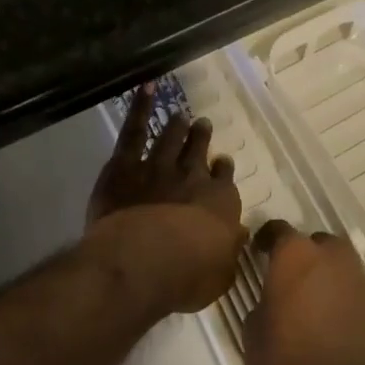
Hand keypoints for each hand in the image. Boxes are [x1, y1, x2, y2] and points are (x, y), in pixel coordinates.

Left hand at [84, 84, 245, 315]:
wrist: (143, 261)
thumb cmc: (187, 276)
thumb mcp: (220, 273)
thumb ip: (228, 250)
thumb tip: (238, 235)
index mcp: (220, 201)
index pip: (224, 178)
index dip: (222, 170)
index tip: (222, 164)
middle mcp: (192, 176)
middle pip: (199, 151)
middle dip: (201, 138)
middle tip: (202, 125)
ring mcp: (158, 166)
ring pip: (171, 138)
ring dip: (177, 126)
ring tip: (180, 115)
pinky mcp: (125, 165)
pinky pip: (134, 130)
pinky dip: (140, 107)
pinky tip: (146, 88)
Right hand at [246, 220, 364, 364]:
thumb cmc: (287, 361)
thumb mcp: (253, 333)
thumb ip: (262, 303)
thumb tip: (270, 299)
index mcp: (296, 254)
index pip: (278, 229)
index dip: (266, 240)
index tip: (259, 253)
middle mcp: (332, 255)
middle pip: (316, 242)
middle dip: (305, 255)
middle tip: (292, 279)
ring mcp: (360, 278)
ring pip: (341, 264)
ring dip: (329, 274)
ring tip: (316, 301)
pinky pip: (357, 290)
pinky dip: (346, 298)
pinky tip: (336, 321)